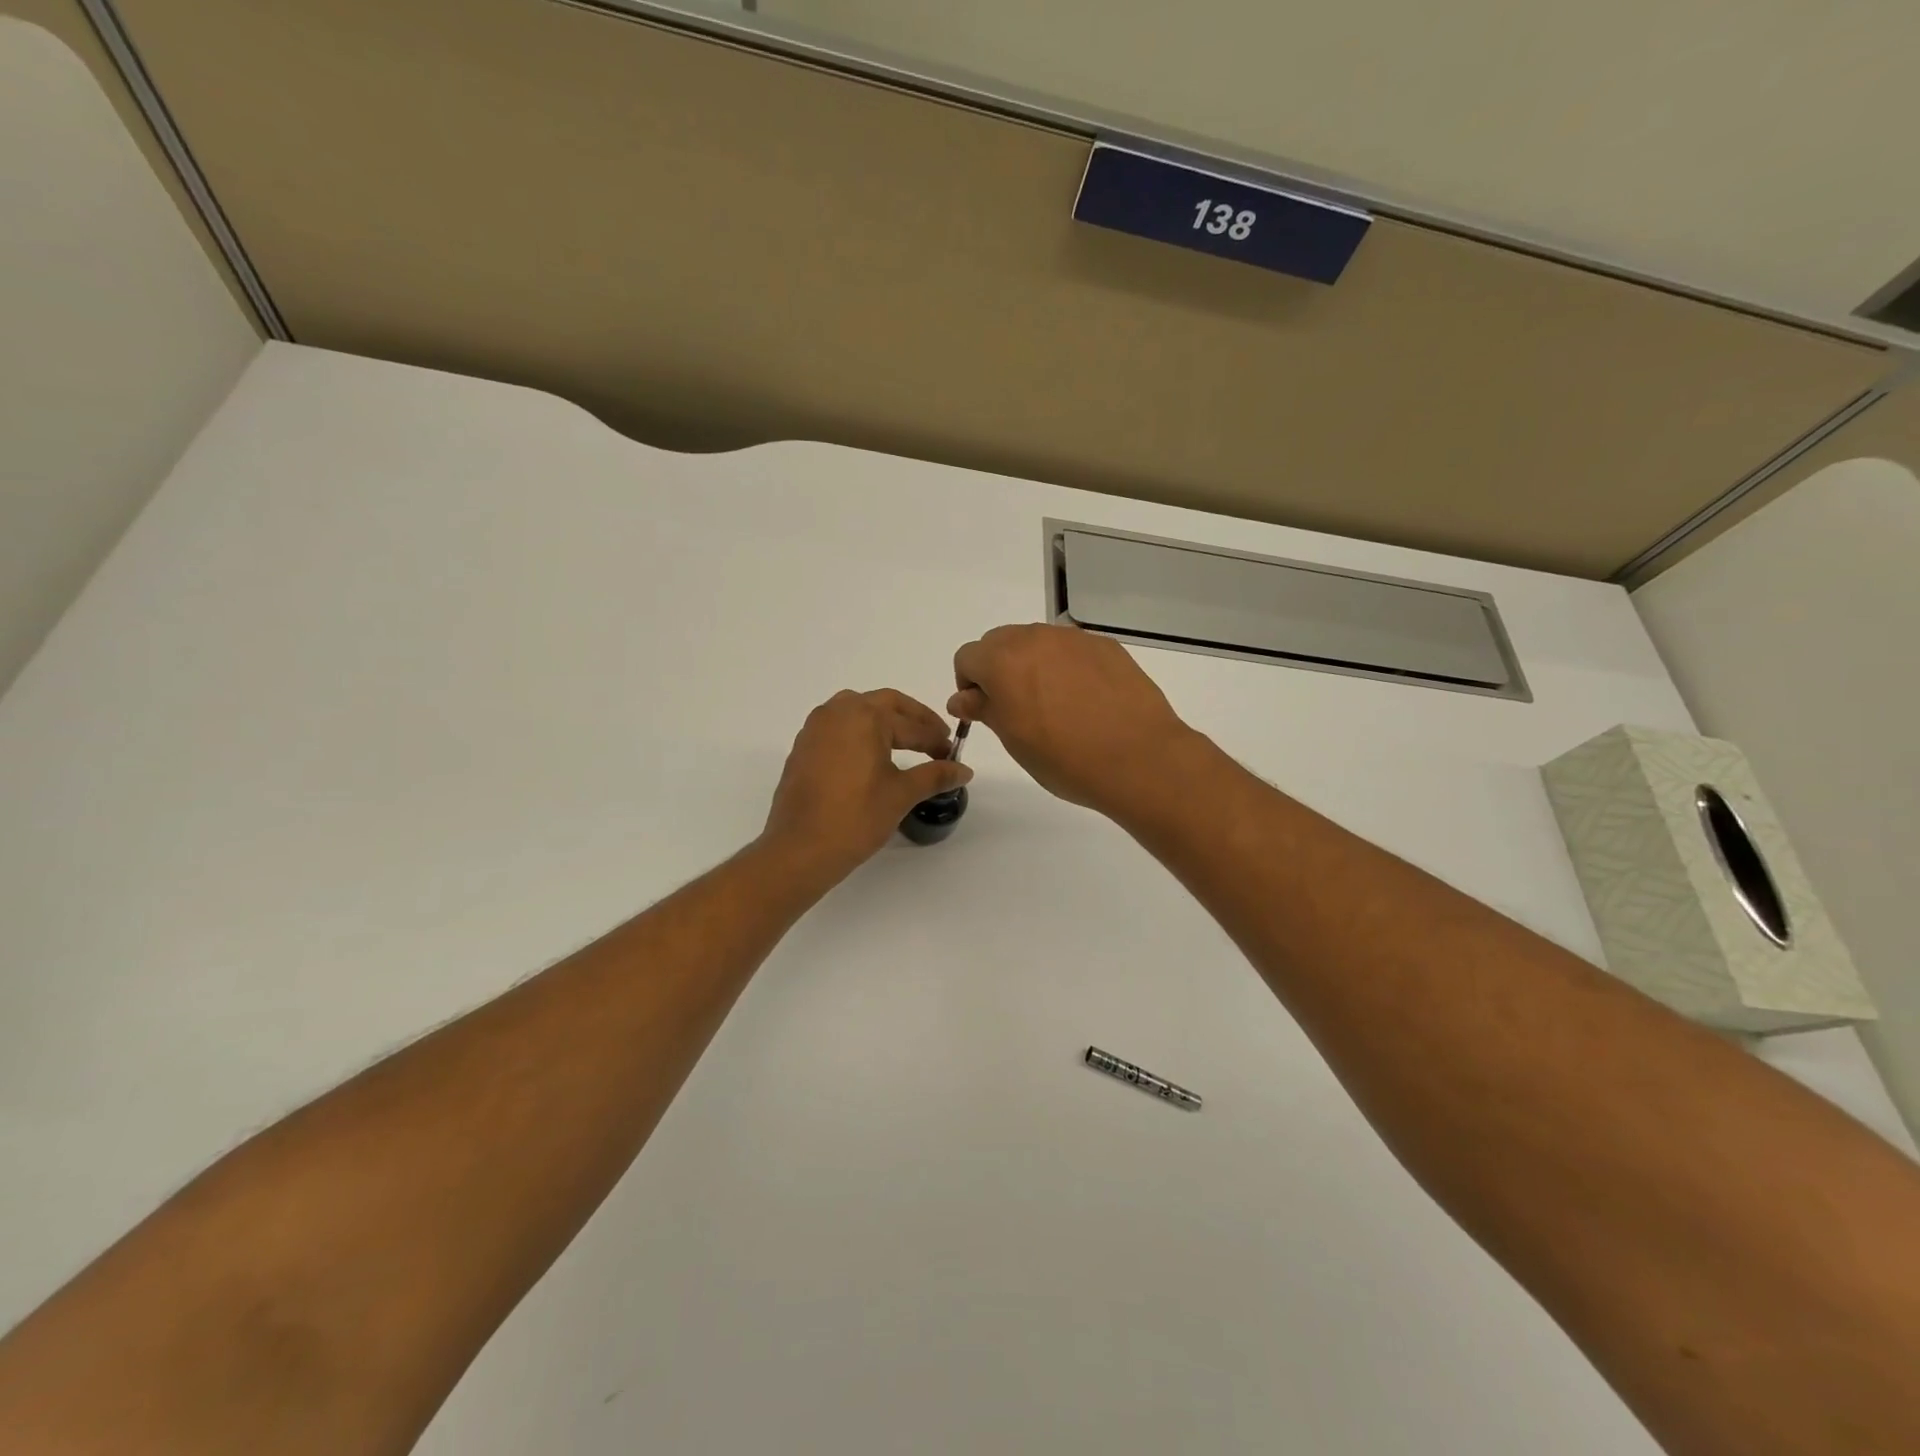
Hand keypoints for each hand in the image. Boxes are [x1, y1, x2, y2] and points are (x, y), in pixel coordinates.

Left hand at [761, 689, 972, 883]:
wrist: (800, 848)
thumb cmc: (856, 817)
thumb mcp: (901, 794)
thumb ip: (935, 776)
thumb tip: (965, 770)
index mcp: (865, 716)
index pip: (912, 725)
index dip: (936, 740)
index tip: (953, 755)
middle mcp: (838, 711)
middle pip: (885, 705)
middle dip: (914, 720)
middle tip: (936, 740)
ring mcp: (815, 728)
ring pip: (858, 711)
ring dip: (884, 722)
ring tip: (906, 744)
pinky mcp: (803, 747)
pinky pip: (838, 728)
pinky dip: (860, 734)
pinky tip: (871, 758)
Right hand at [950, 624, 1198, 818]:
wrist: (1138, 758)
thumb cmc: (1065, 758)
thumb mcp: (1014, 740)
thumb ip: (985, 709)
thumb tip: (962, 697)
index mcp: (1003, 660)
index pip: (967, 658)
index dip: (969, 685)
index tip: (985, 711)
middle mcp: (1035, 638)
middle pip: (1000, 642)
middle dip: (998, 669)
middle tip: (1016, 708)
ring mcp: (1074, 639)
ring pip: (1037, 642)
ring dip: (1032, 665)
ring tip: (1054, 706)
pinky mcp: (1105, 647)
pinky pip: (1071, 650)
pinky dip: (1066, 667)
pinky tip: (1085, 701)